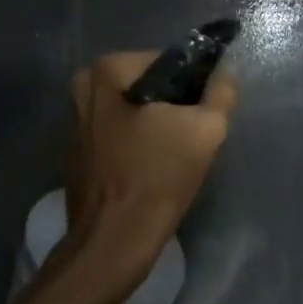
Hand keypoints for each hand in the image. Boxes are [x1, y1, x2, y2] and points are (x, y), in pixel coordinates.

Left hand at [63, 52, 237, 291]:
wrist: (113, 242)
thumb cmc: (157, 178)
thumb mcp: (205, 131)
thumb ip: (222, 92)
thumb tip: (227, 70)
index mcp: (107, 70)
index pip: (166, 62)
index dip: (192, 84)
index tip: (203, 113)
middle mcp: (84, 87)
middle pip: (146, 85)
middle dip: (172, 106)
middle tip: (191, 136)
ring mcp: (75, 120)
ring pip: (131, 110)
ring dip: (154, 125)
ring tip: (174, 155)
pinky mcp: (76, 150)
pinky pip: (116, 133)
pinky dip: (134, 143)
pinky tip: (150, 168)